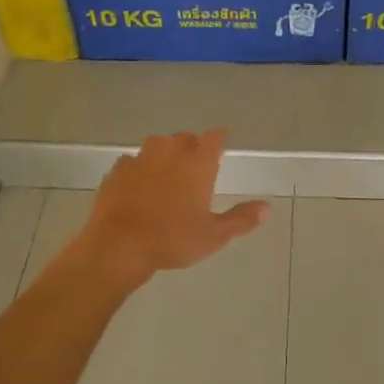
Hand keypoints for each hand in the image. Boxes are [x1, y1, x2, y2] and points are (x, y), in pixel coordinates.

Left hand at [75, 130, 268, 288]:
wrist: (118, 245)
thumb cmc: (172, 239)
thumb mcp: (213, 235)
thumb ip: (241, 219)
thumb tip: (266, 207)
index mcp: (197, 162)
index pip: (214, 137)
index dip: (219, 139)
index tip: (222, 143)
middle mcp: (170, 151)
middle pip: (185, 137)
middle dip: (192, 146)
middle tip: (196, 164)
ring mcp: (140, 158)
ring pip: (157, 145)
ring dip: (165, 153)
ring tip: (168, 171)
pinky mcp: (117, 170)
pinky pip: (133, 161)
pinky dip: (139, 168)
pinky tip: (139, 184)